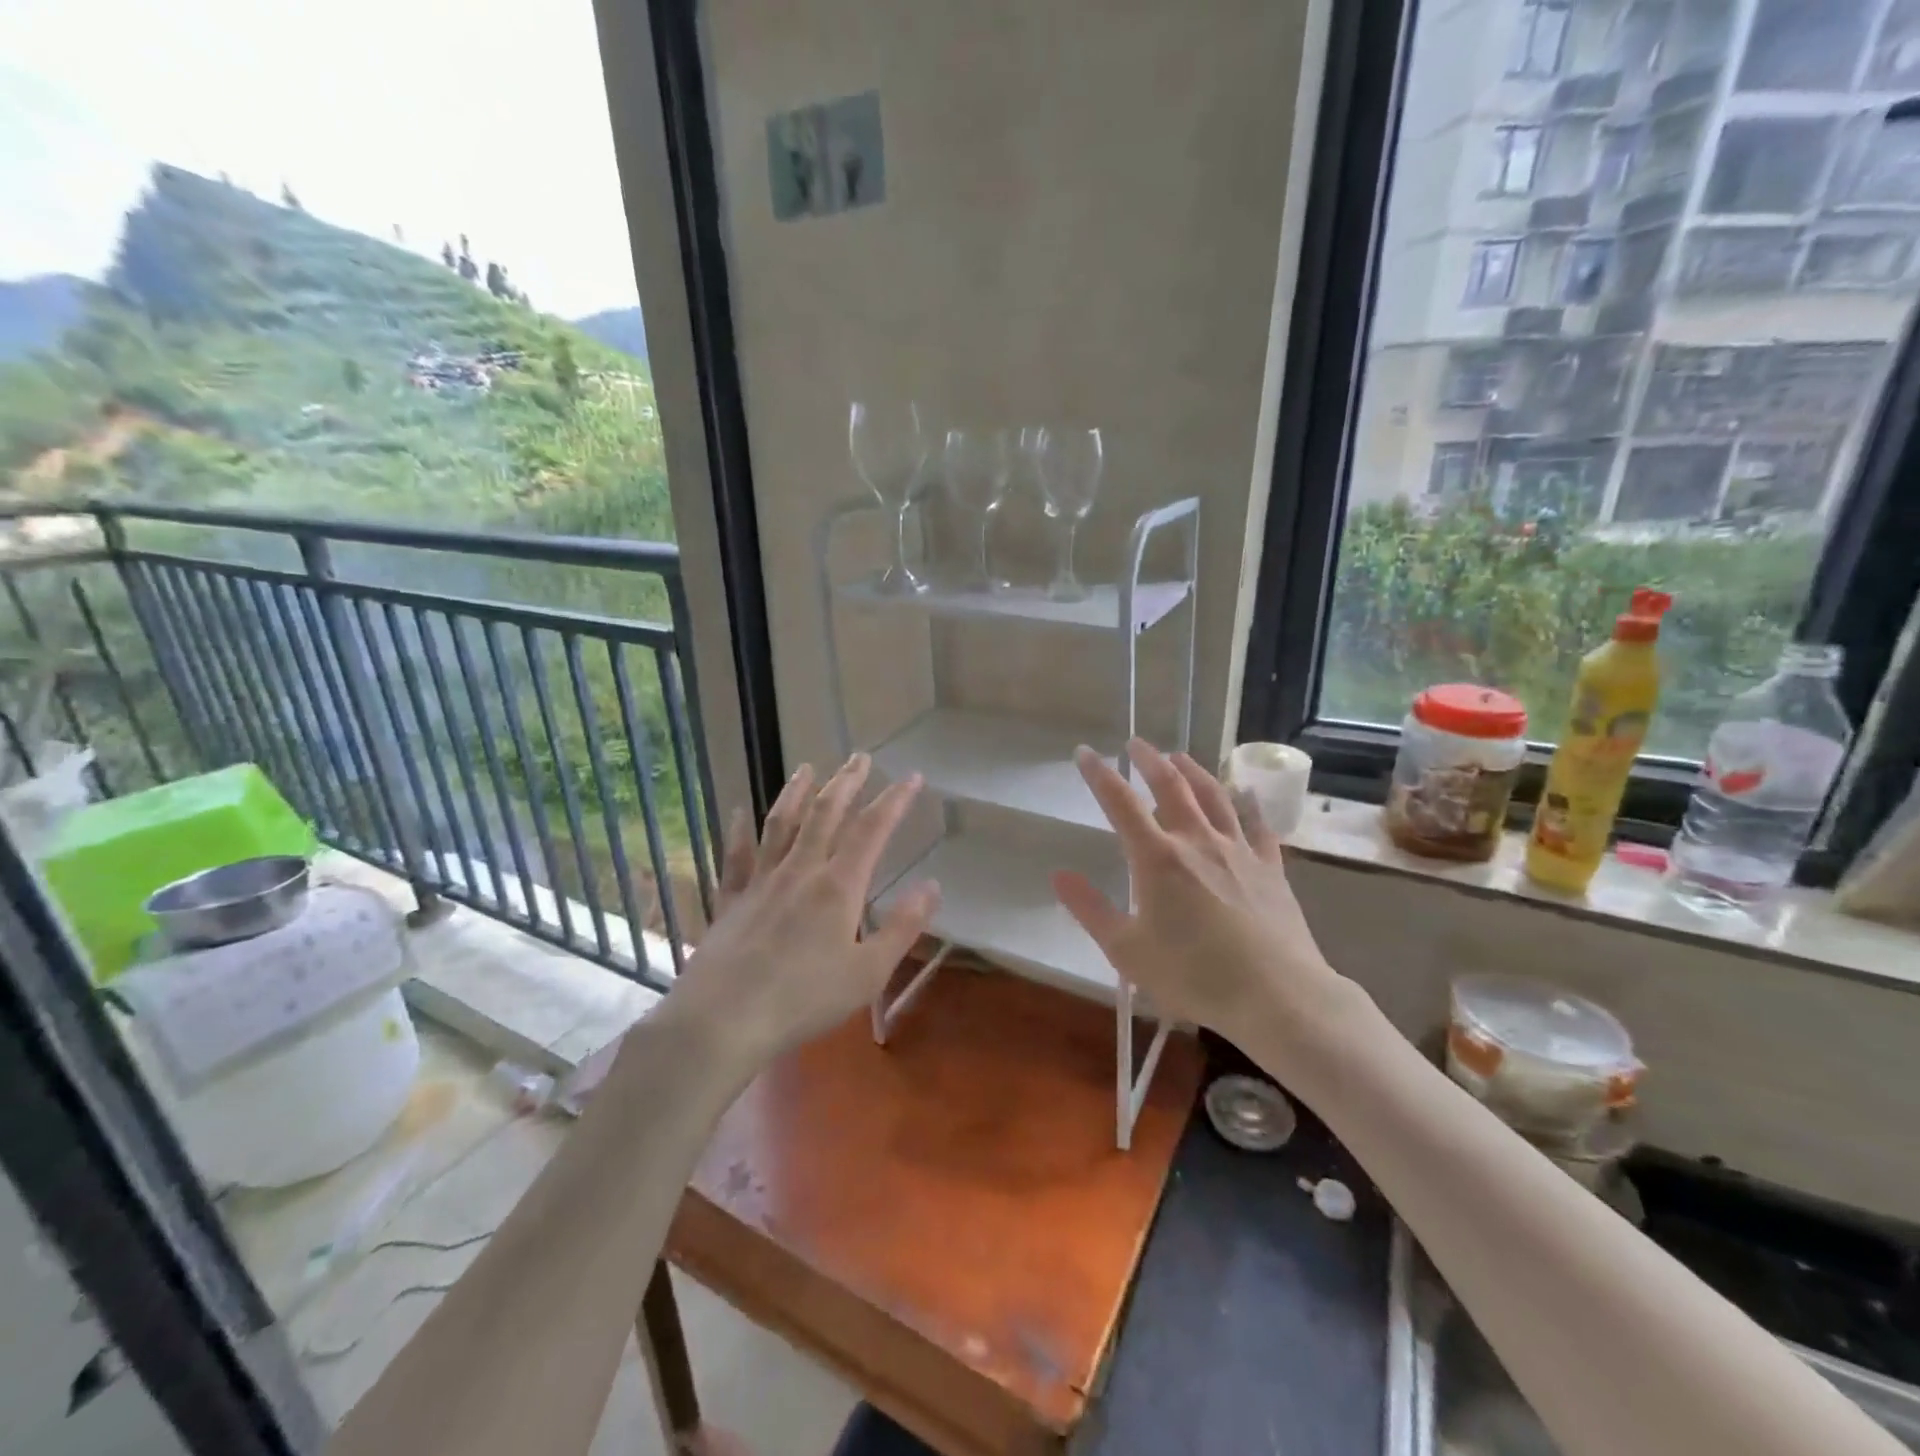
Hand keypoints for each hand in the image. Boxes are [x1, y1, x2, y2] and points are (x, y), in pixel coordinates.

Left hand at [676, 754, 938, 1064]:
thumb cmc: (804, 999)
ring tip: (807, 768)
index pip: (872, 830)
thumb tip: (932, 886)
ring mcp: (762, 881)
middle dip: (846, 782)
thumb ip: (902, 927)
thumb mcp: (868, 972)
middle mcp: (800, 870)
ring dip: (796, 792)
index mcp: (839, 886)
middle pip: (825, 814)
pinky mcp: (732, 899)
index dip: (894, 800)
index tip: (912, 776)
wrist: (724, 1018)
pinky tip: (739, 812)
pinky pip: (736, 856)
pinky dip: (739, 831)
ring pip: (781, 824)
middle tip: (859, 756)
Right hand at [1052, 739, 1348, 1044]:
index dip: (1099, 774)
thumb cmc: (1194, 975)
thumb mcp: (1127, 950)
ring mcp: (1239, 851)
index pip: (1120, 802)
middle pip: (1171, 786)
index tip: (1085, 752)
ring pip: (1215, 796)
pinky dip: (1247, 805)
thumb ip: (1090, 909)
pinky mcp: (1271, 868)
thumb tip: (1058, 874)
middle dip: (1149, 760)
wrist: (1277, 996)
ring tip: (1180, 757)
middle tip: (1136, 742)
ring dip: (1194, 771)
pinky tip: (1244, 797)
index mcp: (1157, 858)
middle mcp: (1197, 841)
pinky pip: (1257, 826)